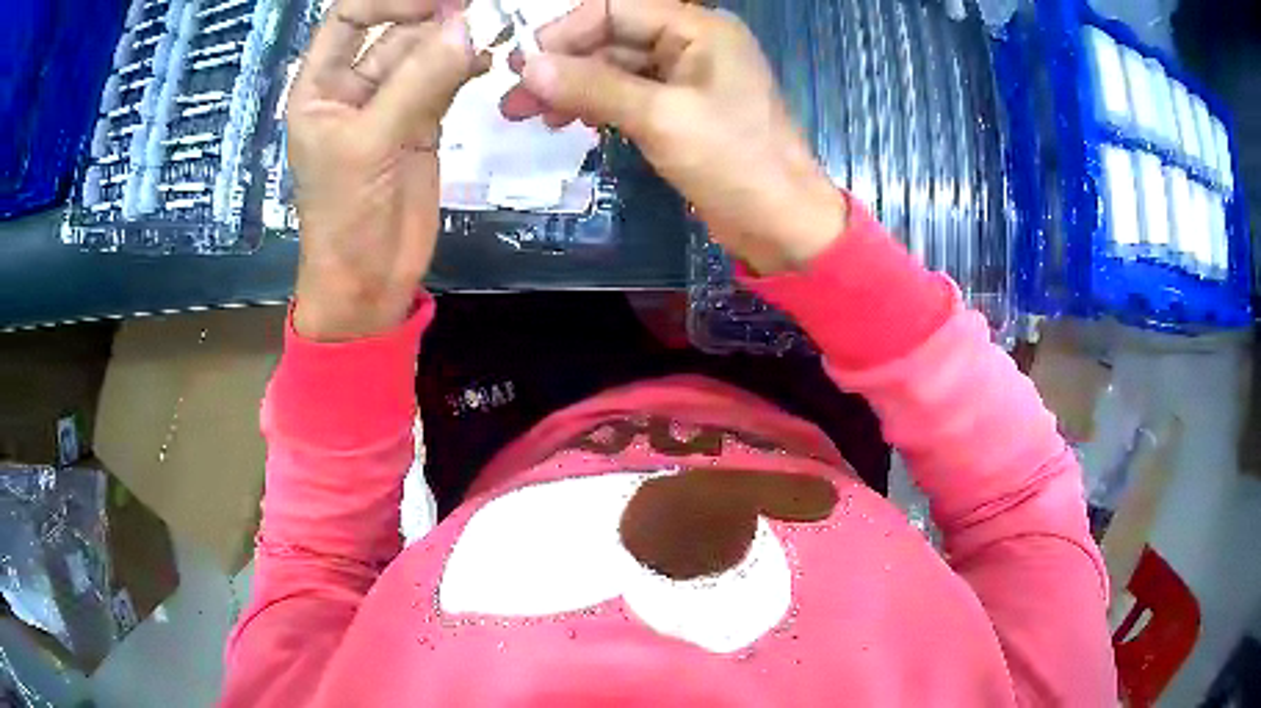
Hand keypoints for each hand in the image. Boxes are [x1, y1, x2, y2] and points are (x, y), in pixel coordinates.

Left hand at [288, 0, 485, 340]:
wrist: (369, 280)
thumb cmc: (346, 216)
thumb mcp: (370, 143)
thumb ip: (417, 82)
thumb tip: (468, 27)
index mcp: (321, 86)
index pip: (350, 17)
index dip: (389, 1)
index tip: (439, 3)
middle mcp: (354, 86)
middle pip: (395, 29)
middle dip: (434, 16)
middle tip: (479, 11)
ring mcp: (391, 104)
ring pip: (426, 53)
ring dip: (457, 40)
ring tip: (493, 31)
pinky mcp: (422, 123)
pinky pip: (447, 80)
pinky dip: (469, 67)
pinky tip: (490, 60)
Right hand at [502, 0, 846, 274]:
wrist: (782, 223)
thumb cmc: (735, 162)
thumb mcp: (661, 118)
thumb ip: (594, 86)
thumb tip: (528, 65)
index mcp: (698, 28)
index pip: (615, 9)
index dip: (565, 32)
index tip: (522, 65)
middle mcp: (691, 44)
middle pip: (611, 38)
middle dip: (562, 66)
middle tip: (514, 101)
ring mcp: (685, 78)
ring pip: (615, 69)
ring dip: (572, 88)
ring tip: (530, 116)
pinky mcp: (680, 110)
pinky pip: (628, 95)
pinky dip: (596, 106)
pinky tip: (570, 123)